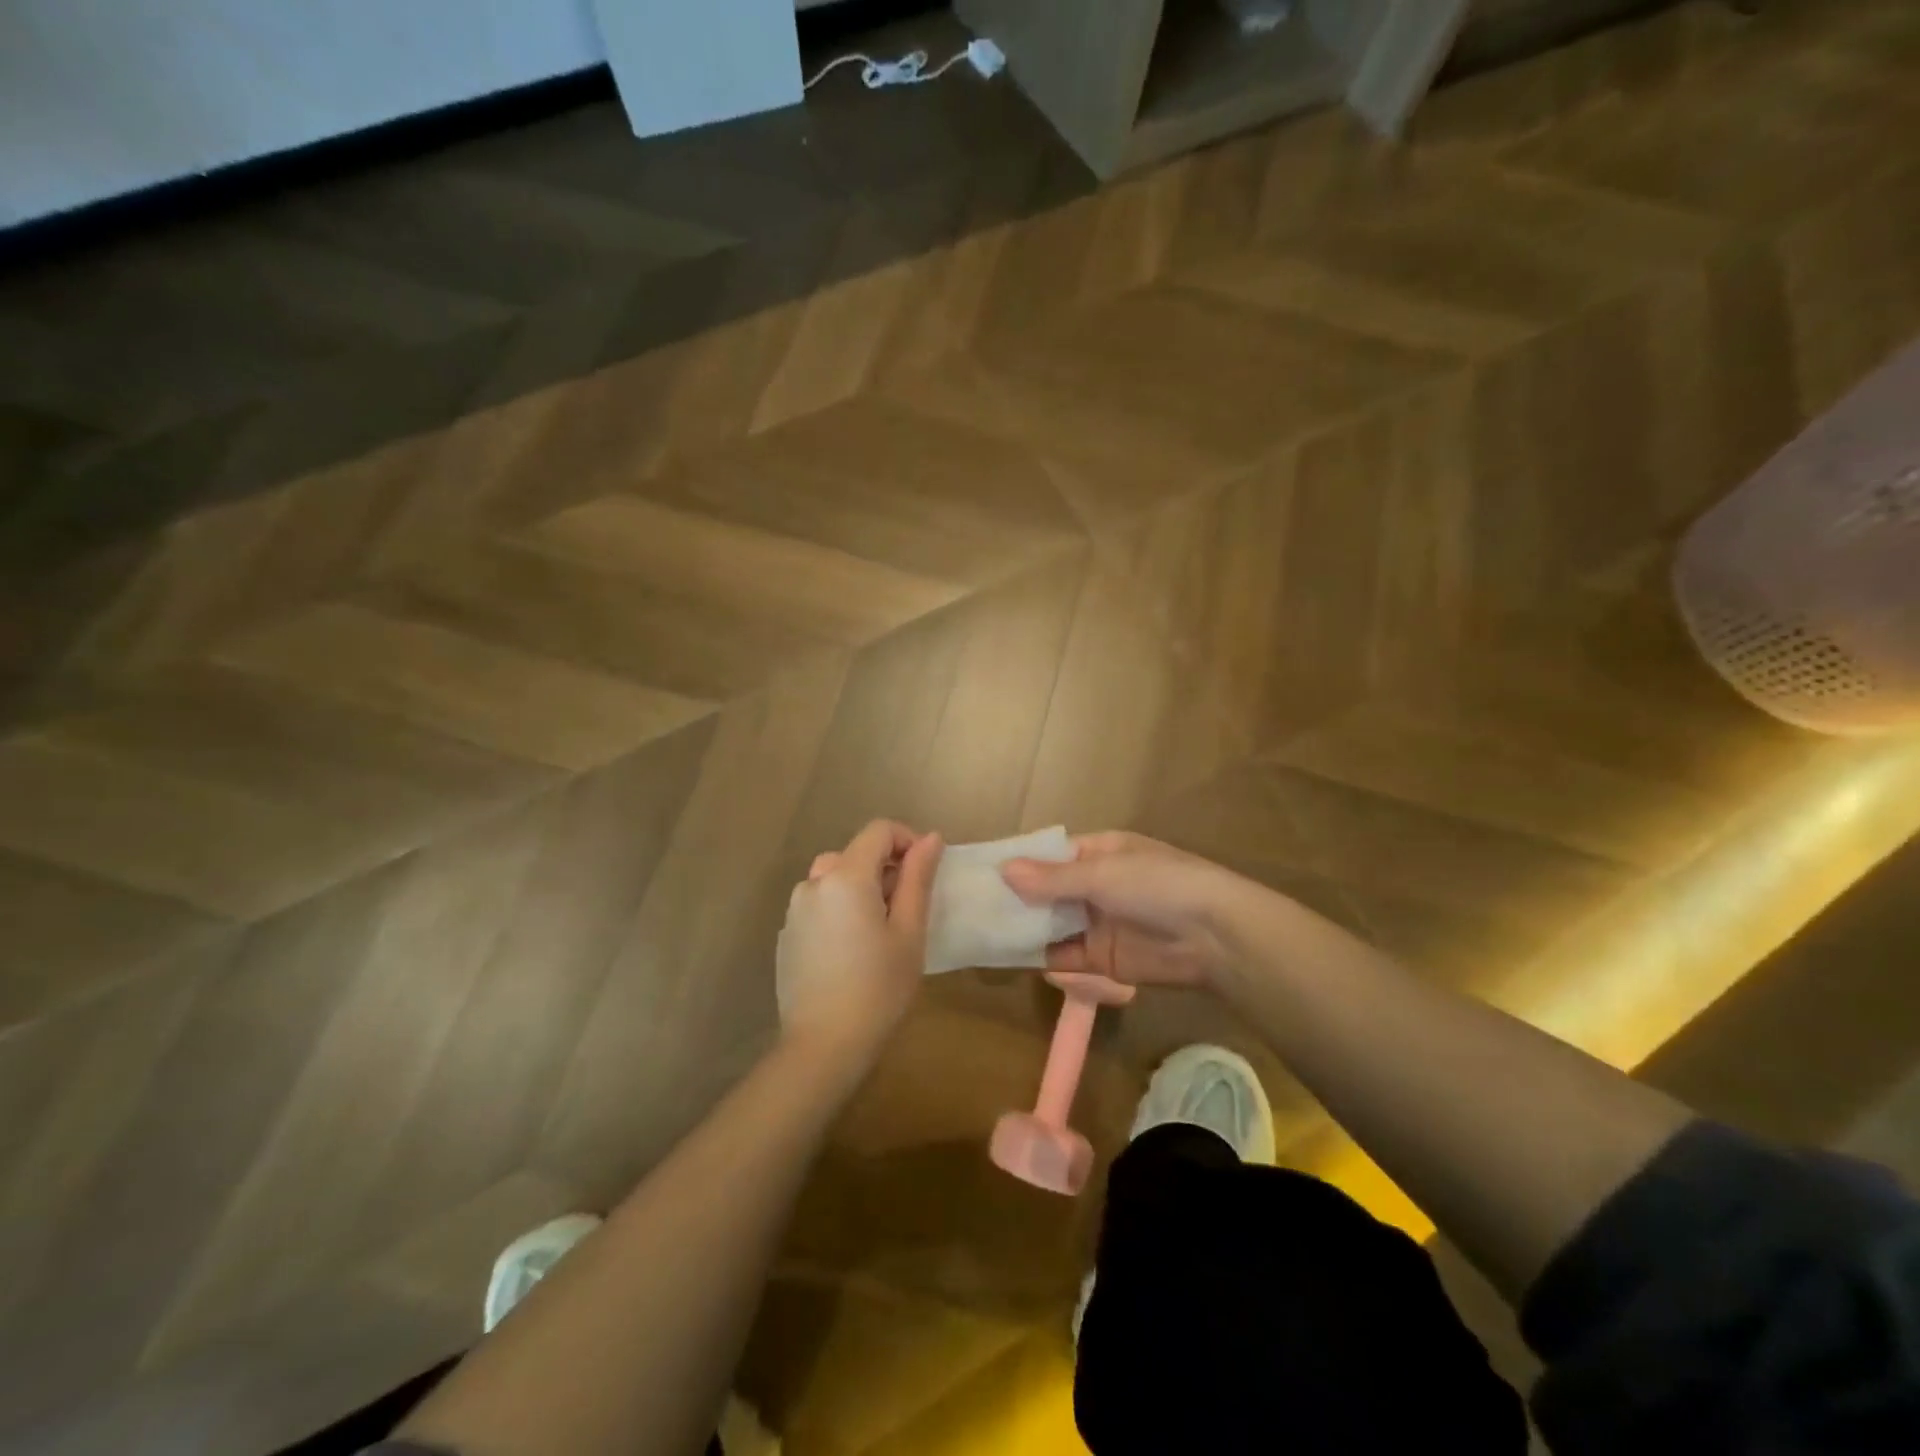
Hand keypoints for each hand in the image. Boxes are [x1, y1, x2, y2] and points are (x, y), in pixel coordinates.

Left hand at [777, 820, 942, 1066]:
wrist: (822, 1046)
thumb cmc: (878, 988)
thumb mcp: (909, 932)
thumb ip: (917, 878)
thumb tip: (931, 838)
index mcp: (845, 877)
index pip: (878, 831)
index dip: (907, 840)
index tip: (924, 872)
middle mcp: (813, 883)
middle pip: (854, 853)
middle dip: (884, 868)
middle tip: (907, 908)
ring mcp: (795, 910)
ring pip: (834, 878)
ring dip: (860, 888)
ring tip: (880, 930)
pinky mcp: (787, 934)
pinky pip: (819, 905)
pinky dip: (839, 909)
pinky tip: (851, 951)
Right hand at [1001, 832, 1255, 990]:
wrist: (1213, 937)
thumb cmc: (1157, 885)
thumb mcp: (1102, 872)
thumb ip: (1052, 878)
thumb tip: (1003, 870)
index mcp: (1099, 852)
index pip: (1049, 854)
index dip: (1018, 862)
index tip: (979, 870)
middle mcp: (1095, 885)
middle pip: (1046, 891)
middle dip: (1015, 898)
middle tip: (969, 907)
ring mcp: (1098, 923)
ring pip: (1050, 924)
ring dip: (1022, 928)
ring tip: (977, 932)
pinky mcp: (1102, 959)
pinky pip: (1063, 955)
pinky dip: (1038, 956)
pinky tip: (1006, 957)